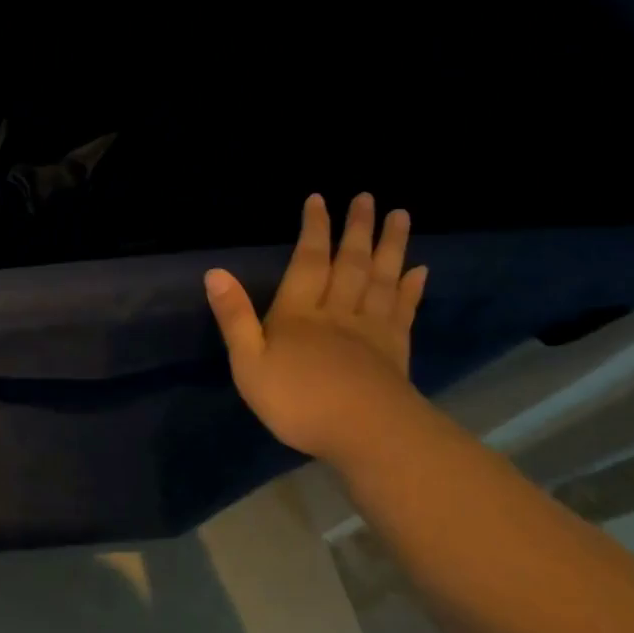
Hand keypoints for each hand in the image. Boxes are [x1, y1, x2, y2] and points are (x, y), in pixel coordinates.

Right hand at [205, 193, 428, 463]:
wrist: (366, 435)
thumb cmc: (298, 401)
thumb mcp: (249, 364)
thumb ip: (234, 318)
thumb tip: (215, 272)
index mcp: (298, 314)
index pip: (307, 262)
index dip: (313, 230)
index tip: (320, 200)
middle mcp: (337, 312)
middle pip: (350, 263)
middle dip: (357, 229)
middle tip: (368, 197)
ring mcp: (370, 330)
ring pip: (381, 279)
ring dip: (390, 246)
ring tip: (400, 216)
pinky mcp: (395, 351)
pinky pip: (403, 311)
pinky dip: (411, 288)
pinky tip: (418, 270)